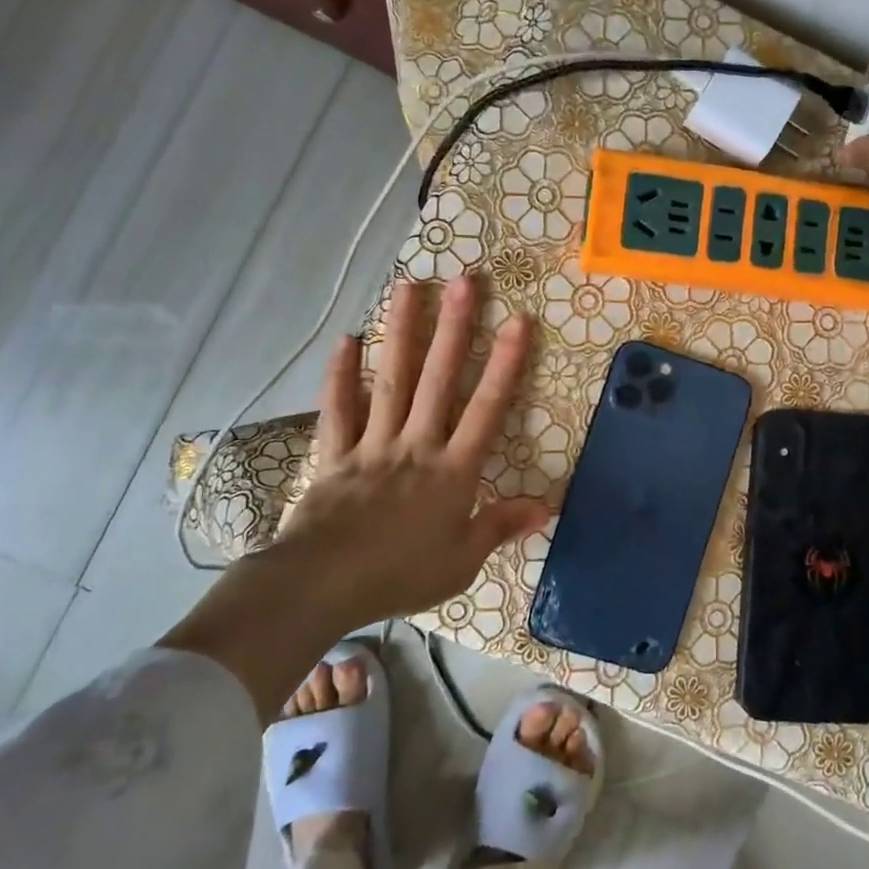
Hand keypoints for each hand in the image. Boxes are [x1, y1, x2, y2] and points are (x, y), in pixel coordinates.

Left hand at [161, 274, 547, 715]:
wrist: (322, 587)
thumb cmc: (400, 575)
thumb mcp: (461, 561)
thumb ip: (500, 526)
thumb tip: (547, 506)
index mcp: (452, 471)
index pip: (487, 410)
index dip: (505, 365)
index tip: (518, 322)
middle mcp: (416, 445)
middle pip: (439, 380)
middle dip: (455, 329)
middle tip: (465, 281)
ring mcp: (373, 444)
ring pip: (392, 381)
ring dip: (402, 333)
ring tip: (409, 287)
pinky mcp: (336, 454)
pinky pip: (339, 410)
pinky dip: (341, 376)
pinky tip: (347, 340)